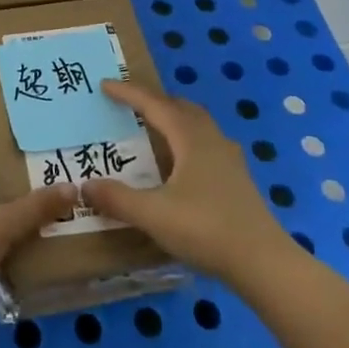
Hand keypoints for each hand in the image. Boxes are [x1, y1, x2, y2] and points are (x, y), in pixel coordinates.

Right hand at [82, 80, 292, 283]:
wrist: (264, 263)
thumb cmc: (206, 229)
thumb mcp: (154, 215)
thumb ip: (118, 199)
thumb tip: (84, 185)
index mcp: (190, 138)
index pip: (154, 104)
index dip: (128, 93)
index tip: (105, 84)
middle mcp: (211, 139)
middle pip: (180, 107)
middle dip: (154, 101)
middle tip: (130, 103)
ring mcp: (229, 159)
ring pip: (197, 124)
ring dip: (174, 119)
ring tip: (154, 127)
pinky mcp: (238, 180)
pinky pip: (206, 144)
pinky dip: (187, 141)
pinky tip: (182, 164)